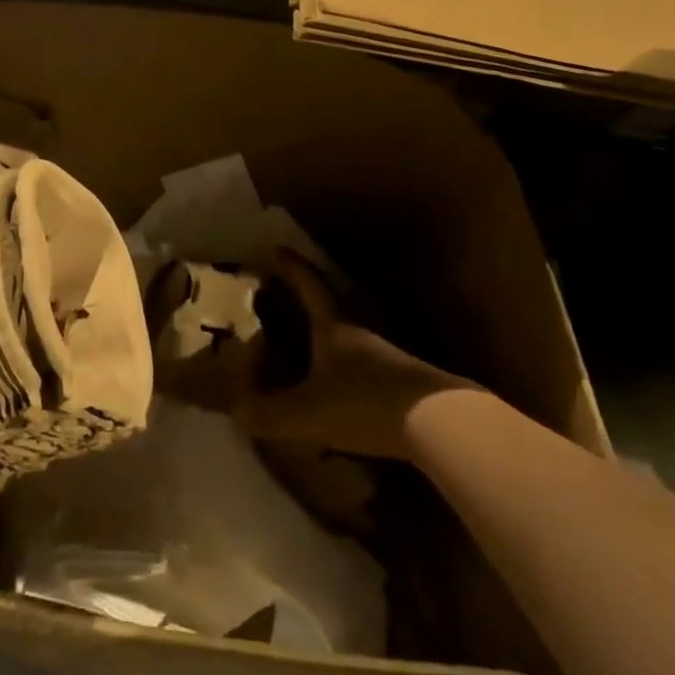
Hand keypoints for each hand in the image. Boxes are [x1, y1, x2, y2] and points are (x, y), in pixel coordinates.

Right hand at [235, 250, 473, 461]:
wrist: (440, 426)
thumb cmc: (364, 403)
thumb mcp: (307, 412)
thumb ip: (268, 414)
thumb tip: (234, 412)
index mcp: (333, 328)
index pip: (309, 287)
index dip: (292, 268)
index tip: (277, 248)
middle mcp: (360, 335)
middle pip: (333, 310)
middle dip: (310, 304)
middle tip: (288, 300)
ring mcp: (388, 360)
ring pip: (352, 343)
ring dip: (332, 343)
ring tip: (311, 353)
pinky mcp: (407, 388)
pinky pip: (368, 373)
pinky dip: (351, 377)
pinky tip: (344, 398)